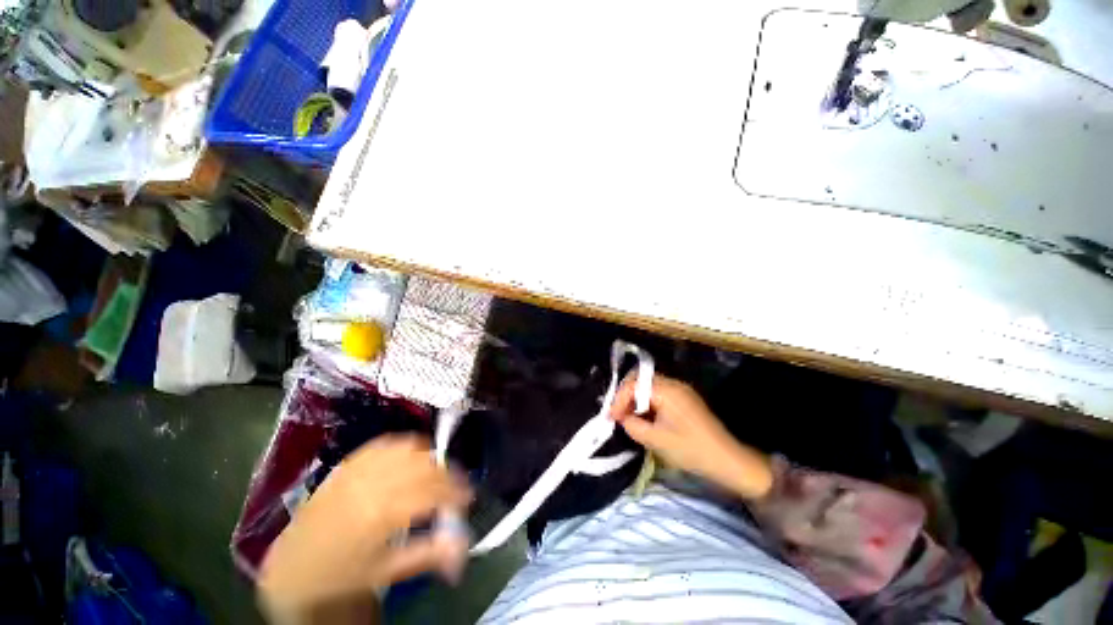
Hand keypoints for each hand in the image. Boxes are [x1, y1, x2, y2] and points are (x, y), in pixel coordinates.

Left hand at [258, 435, 471, 623]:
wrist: (291, 571)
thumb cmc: (342, 577)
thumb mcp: (387, 573)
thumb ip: (430, 553)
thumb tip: (464, 543)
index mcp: (381, 515)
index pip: (432, 492)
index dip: (456, 491)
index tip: (469, 496)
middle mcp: (370, 485)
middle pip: (423, 465)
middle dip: (448, 472)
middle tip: (456, 485)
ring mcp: (356, 471)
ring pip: (406, 448)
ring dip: (429, 455)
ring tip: (437, 469)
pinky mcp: (347, 465)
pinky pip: (383, 444)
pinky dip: (403, 445)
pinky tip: (411, 453)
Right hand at [610, 374, 772, 499]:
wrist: (728, 460)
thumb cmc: (691, 450)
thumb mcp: (656, 441)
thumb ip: (633, 426)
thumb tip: (622, 418)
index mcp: (667, 390)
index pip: (634, 384)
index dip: (619, 399)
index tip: (611, 417)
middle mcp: (673, 384)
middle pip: (640, 379)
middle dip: (626, 395)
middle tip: (618, 414)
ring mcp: (680, 390)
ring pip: (648, 385)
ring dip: (635, 399)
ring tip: (629, 417)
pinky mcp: (684, 399)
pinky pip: (658, 393)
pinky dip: (647, 402)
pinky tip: (644, 418)